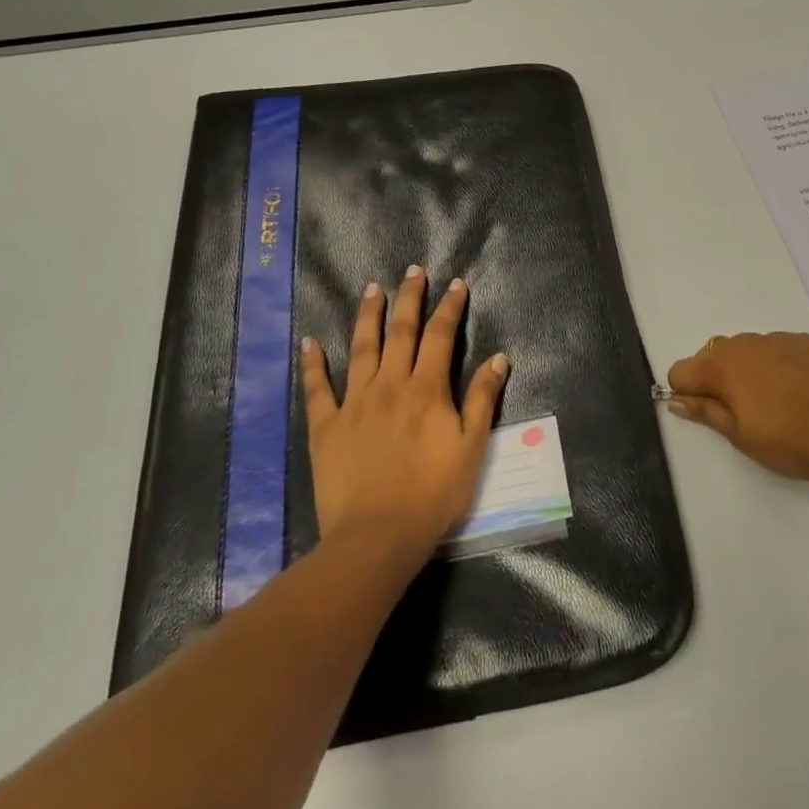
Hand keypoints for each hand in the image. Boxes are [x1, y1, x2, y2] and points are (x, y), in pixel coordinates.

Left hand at [300, 266, 508, 561]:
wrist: (377, 537)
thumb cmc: (433, 495)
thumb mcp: (472, 448)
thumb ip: (483, 399)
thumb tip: (499, 358)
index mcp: (427, 389)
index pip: (442, 336)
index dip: (450, 308)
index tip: (456, 285)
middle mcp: (390, 384)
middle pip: (401, 331)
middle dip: (409, 298)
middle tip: (412, 271)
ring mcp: (354, 403)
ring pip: (361, 348)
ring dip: (368, 316)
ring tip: (372, 289)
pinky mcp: (326, 426)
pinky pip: (318, 388)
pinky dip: (313, 364)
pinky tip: (310, 342)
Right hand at [666, 331, 808, 481]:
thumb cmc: (795, 438)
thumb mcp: (743, 437)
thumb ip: (706, 413)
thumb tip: (675, 398)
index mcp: (722, 366)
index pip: (680, 371)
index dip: (687, 395)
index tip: (709, 417)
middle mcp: (744, 343)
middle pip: (711, 357)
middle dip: (715, 382)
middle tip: (742, 416)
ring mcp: (776, 338)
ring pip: (744, 351)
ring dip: (745, 373)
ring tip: (774, 406)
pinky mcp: (805, 341)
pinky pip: (774, 349)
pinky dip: (774, 366)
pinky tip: (799, 393)